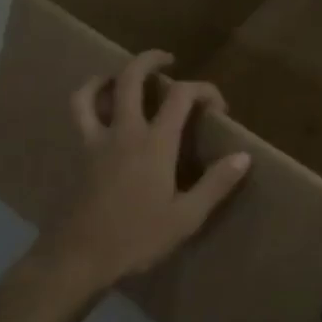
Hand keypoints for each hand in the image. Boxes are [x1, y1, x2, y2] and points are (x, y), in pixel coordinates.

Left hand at [20, 51, 249, 312]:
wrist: (77, 260)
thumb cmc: (136, 238)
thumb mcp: (186, 218)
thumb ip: (216, 184)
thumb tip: (244, 156)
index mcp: (154, 143)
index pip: (181, 95)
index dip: (204, 90)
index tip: (219, 106)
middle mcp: (124, 131)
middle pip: (131, 78)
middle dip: (151, 60)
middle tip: (168, 61)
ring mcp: (95, 141)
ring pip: (92, 92)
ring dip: (108, 76)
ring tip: (122, 77)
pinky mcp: (78, 155)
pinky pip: (78, 116)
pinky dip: (89, 102)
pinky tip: (99, 112)